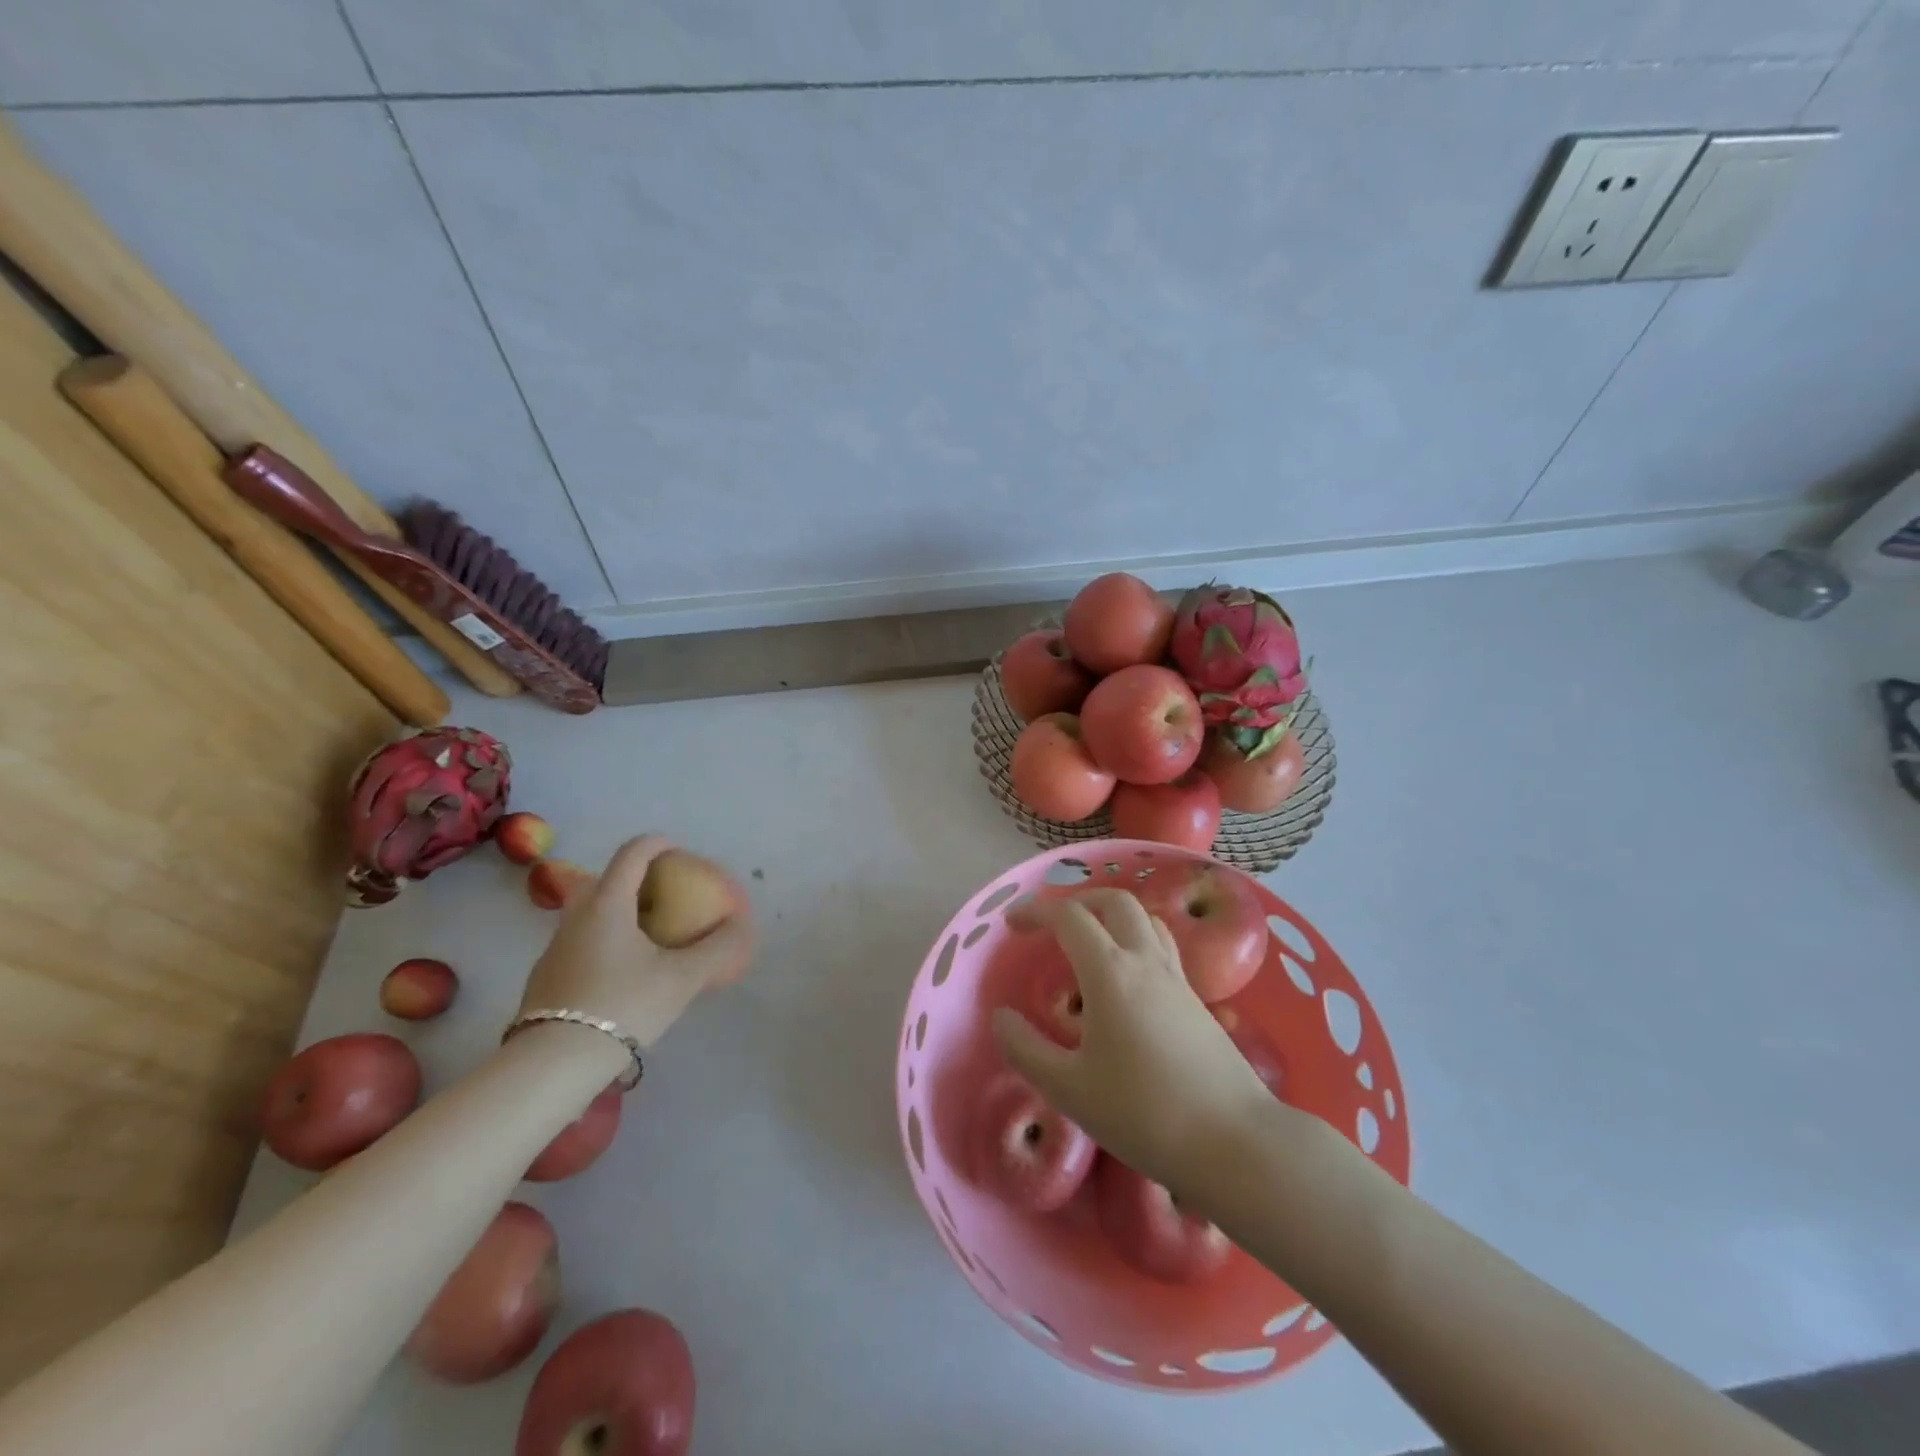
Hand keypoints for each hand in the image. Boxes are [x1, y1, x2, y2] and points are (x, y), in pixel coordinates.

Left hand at [518, 836, 753, 1048]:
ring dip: (619, 913)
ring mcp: (555, 948)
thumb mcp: (682, 978)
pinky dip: (605, 941)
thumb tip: (742, 925)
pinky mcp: (545, 978)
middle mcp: (576, 917)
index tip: (675, 848)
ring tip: (647, 936)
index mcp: (608, 905)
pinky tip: (622, 974)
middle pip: (606, 881)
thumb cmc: (623, 1005)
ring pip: (590, 914)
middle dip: (635, 881)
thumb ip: (718, 948)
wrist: (553, 1064)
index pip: (631, 854)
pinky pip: (581, 943)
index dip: (656, 844)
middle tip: (663, 896)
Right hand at [993, 888, 1280, 1190]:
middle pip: (1114, 901)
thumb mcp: (1069, 1089)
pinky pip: (1163, 947)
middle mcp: (1146, 961)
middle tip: (1053, 925)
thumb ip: (1026, 1049)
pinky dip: (1137, 941)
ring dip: (1112, 916)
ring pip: (1146, 919)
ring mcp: (1177, 979)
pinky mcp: (1198, 1001)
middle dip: (1078, 901)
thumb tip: (1001, 1017)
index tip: (1012, 924)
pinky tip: (1127, 980)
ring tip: (1090, 943)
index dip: (1036, 911)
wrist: (1234, 1142)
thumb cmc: (1143, 1113)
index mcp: (1110, 972)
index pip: (1069, 917)